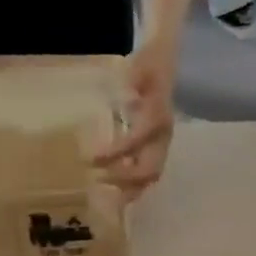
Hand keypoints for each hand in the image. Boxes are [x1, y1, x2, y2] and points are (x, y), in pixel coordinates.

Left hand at [92, 40, 178, 199]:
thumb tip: (127, 98)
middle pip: (149, 169)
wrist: (166, 67)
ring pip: (150, 176)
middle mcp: (163, 136)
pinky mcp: (158, 150)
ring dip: (129, 187)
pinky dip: (132, 184)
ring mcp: (162, 146)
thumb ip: (132, 80)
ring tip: (105, 190)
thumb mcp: (138, 66)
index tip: (89, 160)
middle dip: (123, 178)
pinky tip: (115, 188)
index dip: (114, 153)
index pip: (136, 141)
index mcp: (157, 116)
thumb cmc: (148, 66)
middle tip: (98, 179)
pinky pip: (147, 174)